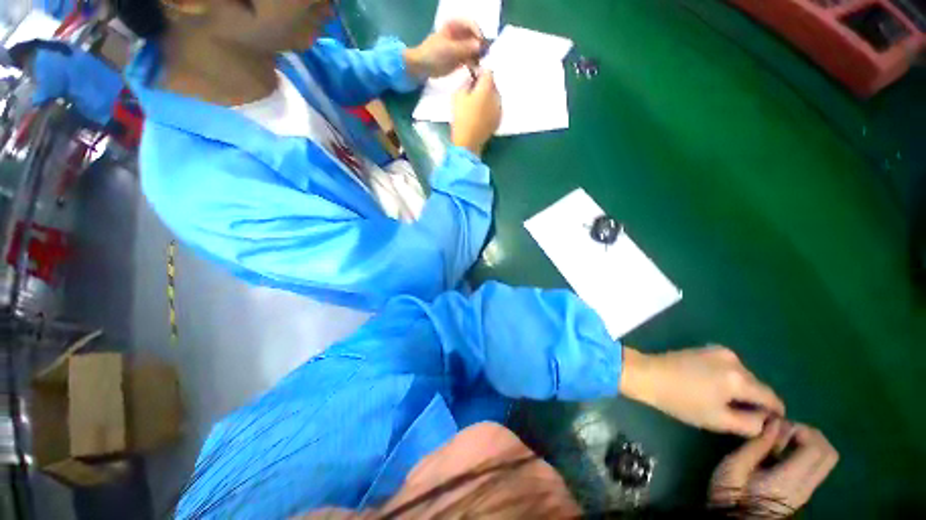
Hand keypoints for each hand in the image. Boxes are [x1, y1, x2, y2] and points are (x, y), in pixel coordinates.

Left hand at [405, 20, 483, 78]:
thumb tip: (480, 46)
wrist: (422, 67)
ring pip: (475, 50)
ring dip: (478, 57)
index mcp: (455, 25)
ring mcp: (461, 47)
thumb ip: (465, 48)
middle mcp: (460, 34)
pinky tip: (475, 71)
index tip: (481, 44)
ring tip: (479, 66)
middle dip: (480, 47)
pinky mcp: (460, 59)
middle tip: (484, 58)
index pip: (472, 25)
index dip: (478, 33)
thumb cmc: (432, 54)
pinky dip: (474, 65)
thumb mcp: (449, 50)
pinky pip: (471, 60)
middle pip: (475, 38)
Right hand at [451, 71, 500, 155]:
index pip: (487, 71)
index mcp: (487, 88)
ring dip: (488, 97)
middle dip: (484, 85)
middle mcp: (497, 96)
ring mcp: (499, 110)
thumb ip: (466, 83)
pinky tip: (481, 114)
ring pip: (495, 97)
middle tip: (473, 90)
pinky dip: (490, 108)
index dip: (479, 72)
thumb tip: (472, 80)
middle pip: (493, 84)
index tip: (472, 76)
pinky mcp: (498, 120)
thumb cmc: (461, 117)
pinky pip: (495, 108)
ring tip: (477, 103)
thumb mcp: (458, 95)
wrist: (468, 141)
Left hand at [621, 346, 784, 436]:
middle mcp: (734, 360)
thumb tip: (766, 420)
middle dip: (754, 400)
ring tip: (722, 401)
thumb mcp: (717, 420)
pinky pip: (728, 367)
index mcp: (739, 378)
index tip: (771, 424)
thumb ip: (749, 424)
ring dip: (740, 389)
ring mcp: (718, 351)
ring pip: (742, 375)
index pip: (771, 397)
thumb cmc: (681, 400)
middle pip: (756, 385)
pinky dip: (727, 378)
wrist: (647, 374)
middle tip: (741, 416)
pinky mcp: (705, 348)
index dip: (774, 413)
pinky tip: (711, 387)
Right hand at [710, 420, 838, 513]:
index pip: (816, 447)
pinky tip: (779, 453)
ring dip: (807, 442)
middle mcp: (807, 485)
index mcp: (791, 479)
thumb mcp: (735, 466)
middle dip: (810, 434)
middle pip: (828, 453)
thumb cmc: (731, 493)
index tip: (776, 425)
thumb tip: (773, 421)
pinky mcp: (801, 492)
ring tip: (780, 440)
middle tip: (784, 429)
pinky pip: (815, 466)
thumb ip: (757, 444)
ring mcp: (806, 490)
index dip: (800, 429)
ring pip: (824, 460)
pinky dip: (803, 452)